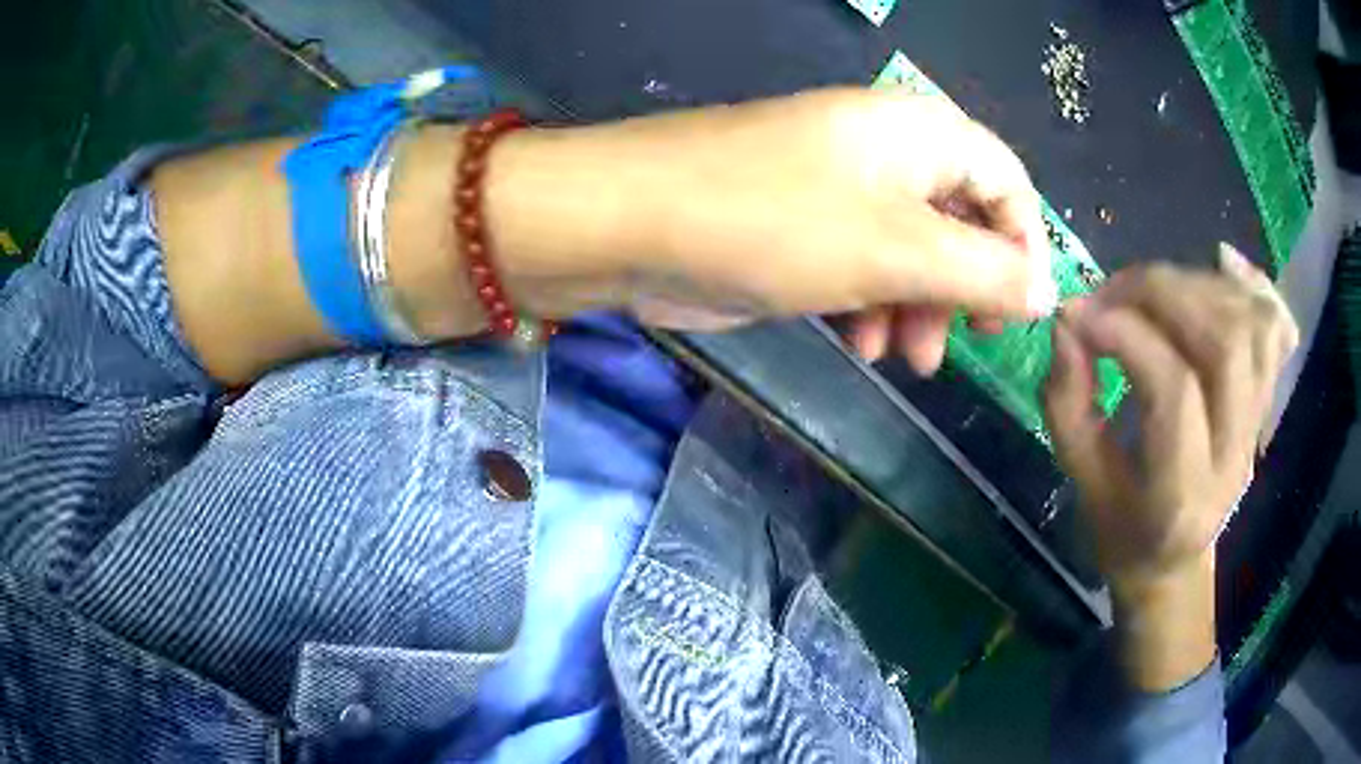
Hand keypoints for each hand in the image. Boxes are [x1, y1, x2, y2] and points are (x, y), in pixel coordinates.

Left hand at [493, 88, 1055, 373]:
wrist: (631, 223)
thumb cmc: (776, 222)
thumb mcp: (899, 250)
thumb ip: (984, 273)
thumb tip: (1046, 292)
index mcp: (919, 132)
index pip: (1006, 181)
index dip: (1024, 246)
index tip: (1022, 313)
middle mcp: (887, 150)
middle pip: (961, 219)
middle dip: (967, 288)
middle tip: (966, 343)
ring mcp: (840, 186)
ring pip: (912, 249)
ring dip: (919, 306)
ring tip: (907, 360)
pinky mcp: (802, 224)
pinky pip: (863, 262)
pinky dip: (873, 303)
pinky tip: (861, 344)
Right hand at [1043, 245, 1297, 688]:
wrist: (1176, 562)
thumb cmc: (1123, 532)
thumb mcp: (1083, 484)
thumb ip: (1068, 405)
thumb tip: (1067, 322)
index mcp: (1183, 495)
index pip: (1174, 389)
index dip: (1125, 334)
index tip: (1076, 314)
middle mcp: (1235, 454)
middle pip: (1224, 342)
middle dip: (1162, 293)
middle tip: (1112, 291)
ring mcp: (1259, 425)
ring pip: (1251, 323)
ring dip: (1196, 283)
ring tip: (1150, 288)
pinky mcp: (1266, 402)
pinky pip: (1277, 328)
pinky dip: (1255, 283)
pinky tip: (1223, 262)